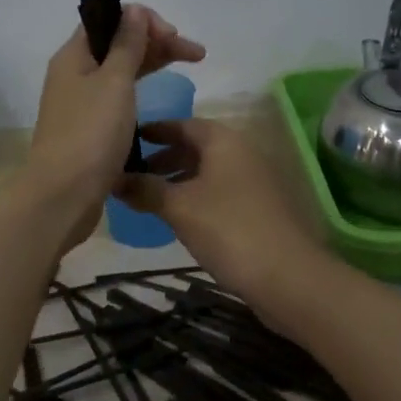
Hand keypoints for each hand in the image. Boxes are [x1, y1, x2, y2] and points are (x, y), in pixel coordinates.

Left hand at [23, 6, 204, 234]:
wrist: (64, 194)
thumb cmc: (91, 134)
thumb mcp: (114, 82)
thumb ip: (126, 44)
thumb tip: (133, 10)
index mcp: (74, 56)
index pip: (109, 20)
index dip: (144, 21)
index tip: (173, 36)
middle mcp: (74, 74)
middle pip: (117, 45)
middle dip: (156, 42)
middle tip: (195, 54)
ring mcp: (81, 103)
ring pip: (120, 71)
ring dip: (152, 64)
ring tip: (189, 67)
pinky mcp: (90, 129)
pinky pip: (118, 97)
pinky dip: (140, 90)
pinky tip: (158, 96)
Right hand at [114, 119, 319, 306]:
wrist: (288, 276)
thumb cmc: (228, 229)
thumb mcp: (179, 207)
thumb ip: (145, 189)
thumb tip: (113, 178)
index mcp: (223, 141)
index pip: (182, 124)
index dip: (154, 131)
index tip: (125, 140)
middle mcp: (241, 153)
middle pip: (196, 147)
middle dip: (163, 158)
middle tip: (132, 174)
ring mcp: (253, 181)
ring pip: (207, 172)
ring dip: (178, 180)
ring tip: (149, 198)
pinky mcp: (258, 209)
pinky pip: (219, 192)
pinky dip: (195, 197)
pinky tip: (179, 218)